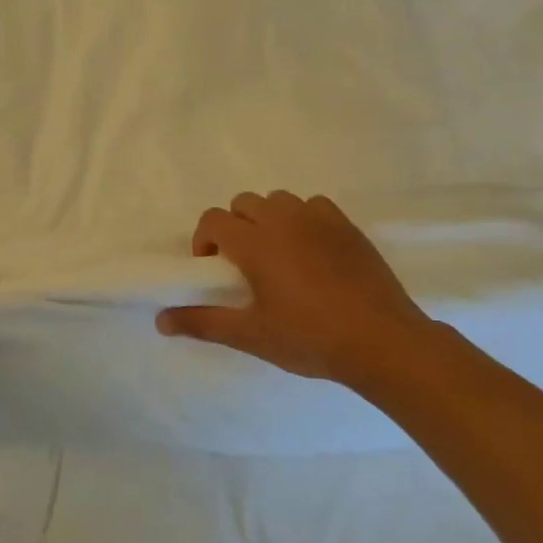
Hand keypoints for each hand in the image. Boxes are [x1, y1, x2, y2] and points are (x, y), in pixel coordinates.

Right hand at [157, 191, 449, 398]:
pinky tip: (310, 252)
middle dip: (233, 227)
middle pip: (243, 203)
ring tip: (276, 256)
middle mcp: (284, 220)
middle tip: (242, 265)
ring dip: (267, 219)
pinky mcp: (348, 227)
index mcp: (256, 242)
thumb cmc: (310, 338)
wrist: (383, 342)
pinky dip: (302, 219)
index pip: (213, 219)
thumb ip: (202, 322)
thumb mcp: (250, 335)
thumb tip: (160, 321)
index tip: (212, 270)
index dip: (203, 240)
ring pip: (279, 201)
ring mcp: (320, 220)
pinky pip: (314, 206)